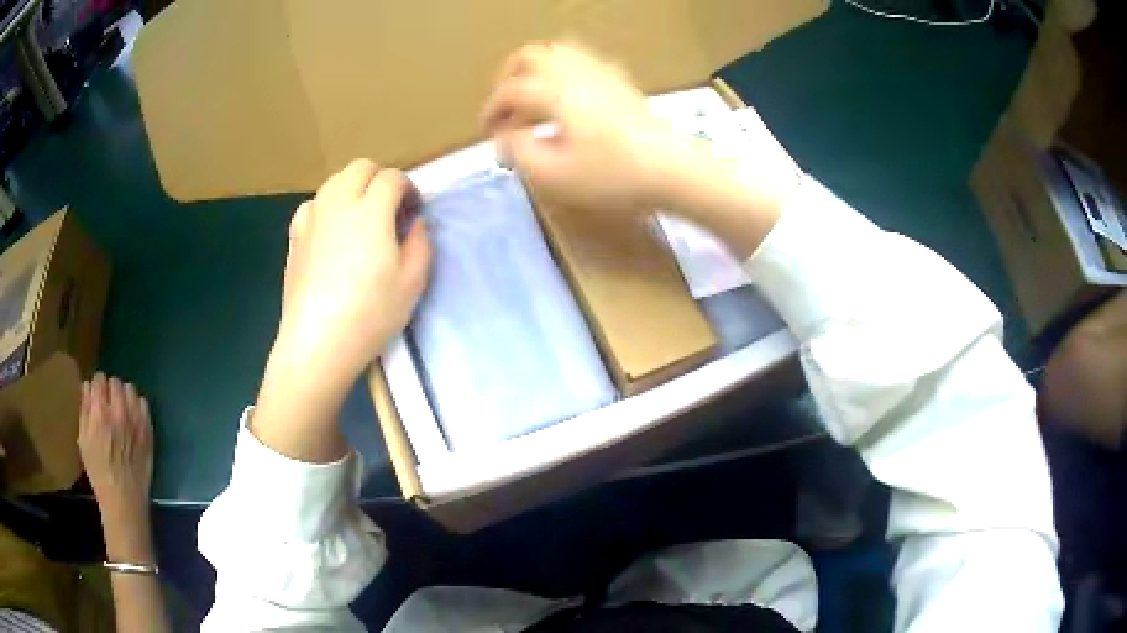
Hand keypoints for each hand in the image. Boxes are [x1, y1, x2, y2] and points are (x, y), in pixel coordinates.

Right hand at [78, 373, 154, 560]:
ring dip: (124, 395)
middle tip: (107, 404)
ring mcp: (136, 421)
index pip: (99, 379)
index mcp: (100, 413)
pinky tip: (132, 417)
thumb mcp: (83, 440)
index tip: (96, 395)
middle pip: (115, 382)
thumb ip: (85, 409)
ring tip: (120, 409)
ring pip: (130, 389)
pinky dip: (137, 406)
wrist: (124, 499)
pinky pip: (144, 404)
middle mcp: (119, 412)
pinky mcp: (148, 431)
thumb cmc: (99, 472)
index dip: (97, 386)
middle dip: (110, 390)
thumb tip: (88, 386)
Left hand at [277, 159, 430, 384]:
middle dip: (379, 179)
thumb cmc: (370, 314)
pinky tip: (331, 232)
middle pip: (360, 168)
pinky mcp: (294, 237)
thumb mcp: (412, 283)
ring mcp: (312, 218)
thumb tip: (416, 223)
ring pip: (334, 182)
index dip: (408, 189)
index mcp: (371, 210)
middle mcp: (338, 203)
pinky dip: (327, 208)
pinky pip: (313, 205)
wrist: (318, 342)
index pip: (392, 178)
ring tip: (360, 219)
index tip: (413, 211)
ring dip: (352, 189)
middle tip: (389, 209)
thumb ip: (421, 243)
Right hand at [482, 42, 693, 213]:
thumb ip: (519, 152)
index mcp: (554, 91)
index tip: (488, 132)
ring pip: (558, 52)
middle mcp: (574, 72)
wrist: (672, 170)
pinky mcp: (621, 82)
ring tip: (533, 100)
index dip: (492, 110)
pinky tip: (567, 101)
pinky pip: (582, 62)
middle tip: (506, 107)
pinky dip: (562, 74)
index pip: (510, 90)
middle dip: (508, 78)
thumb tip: (506, 136)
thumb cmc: (611, 176)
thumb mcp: (553, 175)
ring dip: (535, 71)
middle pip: (530, 55)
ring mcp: (601, 72)